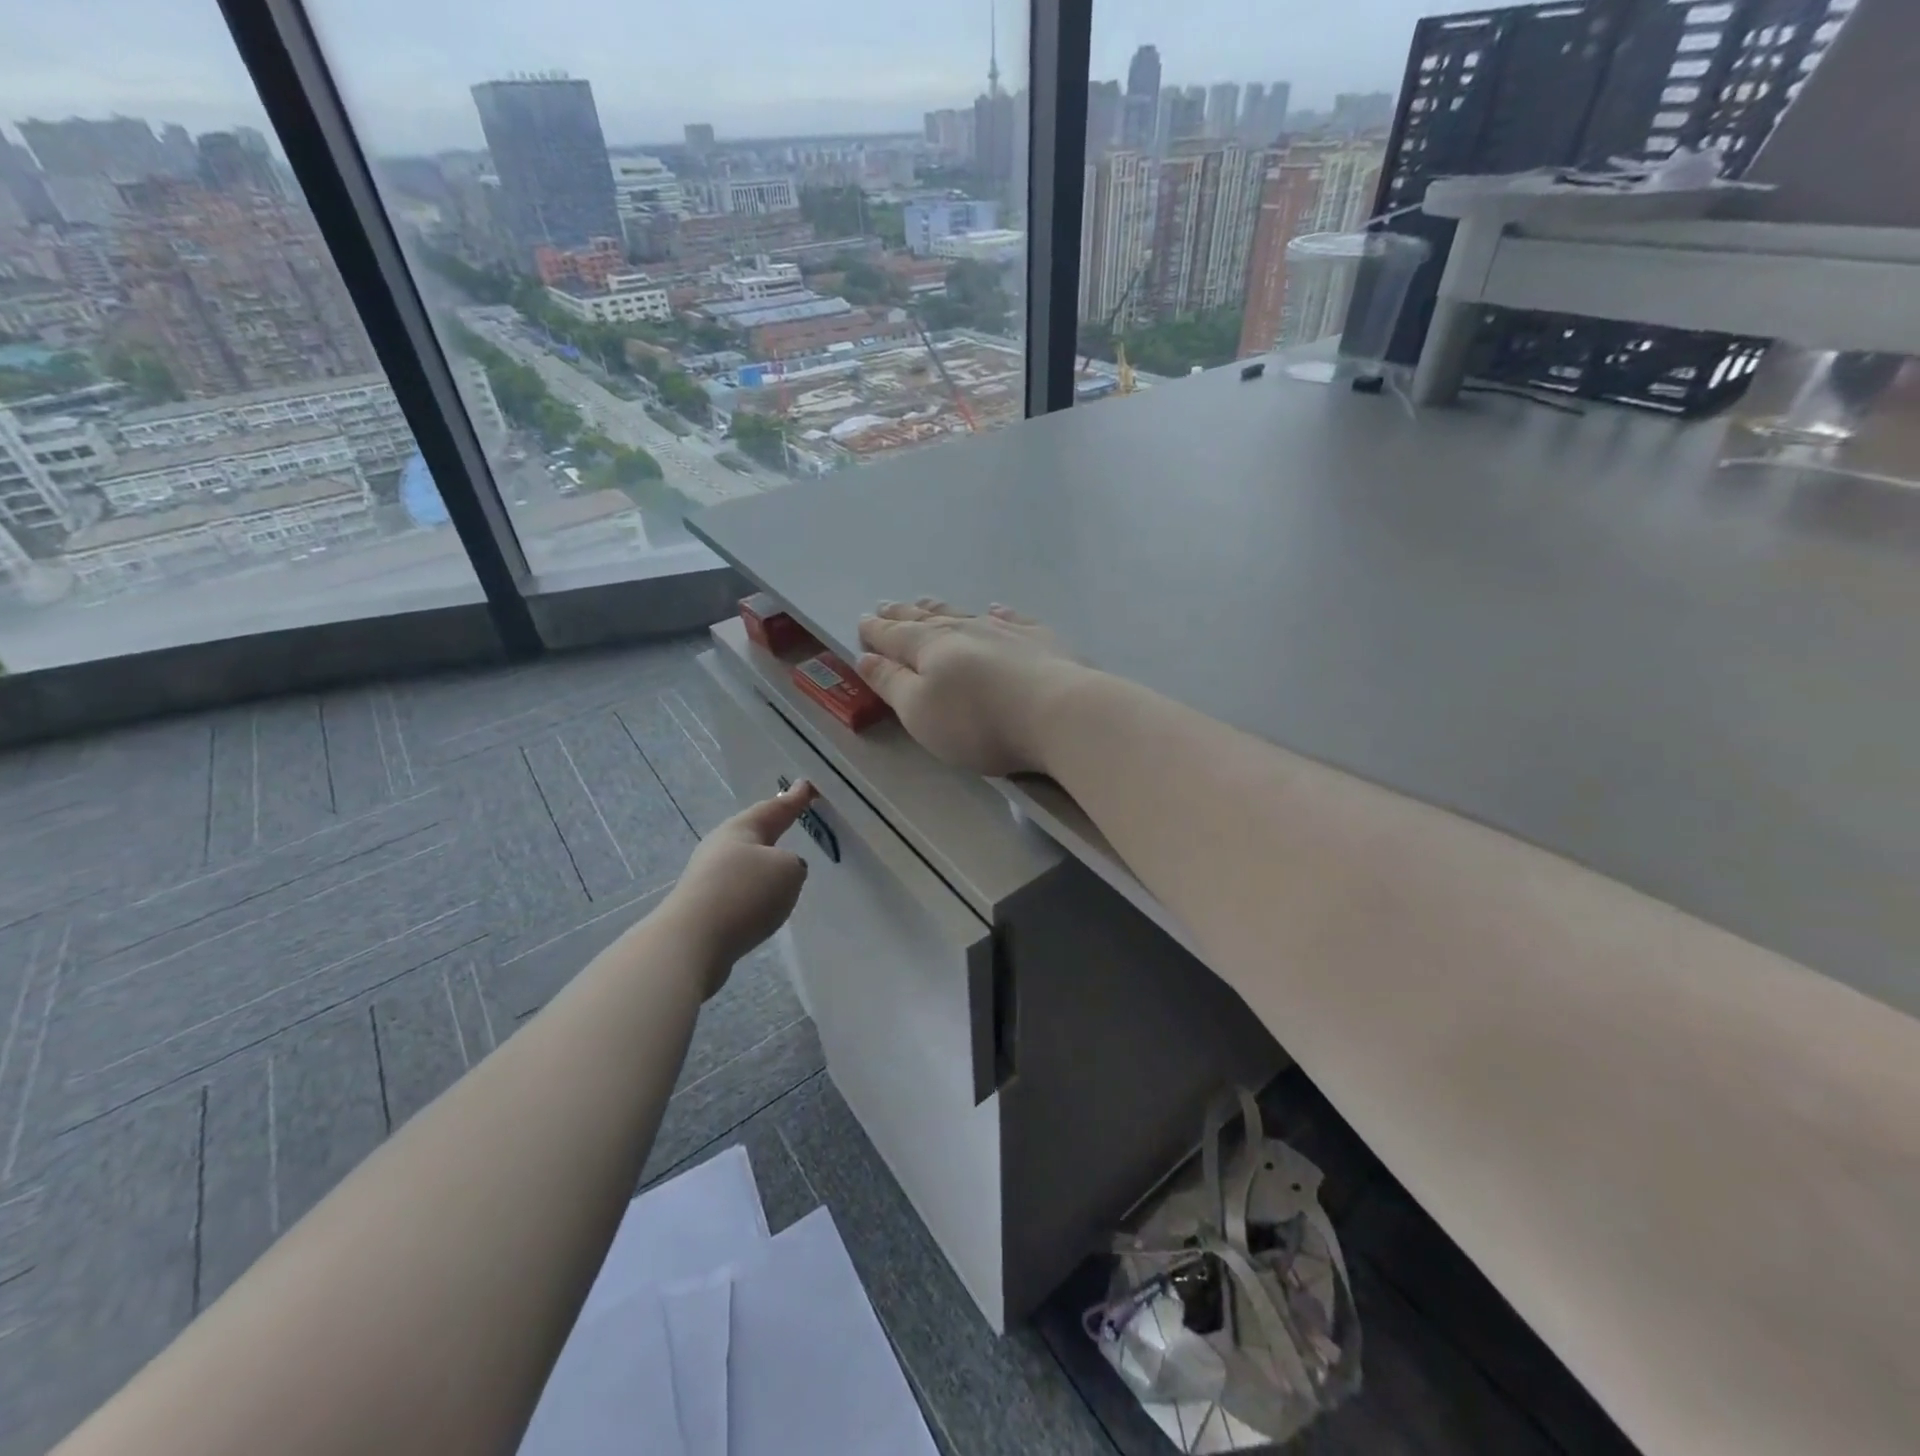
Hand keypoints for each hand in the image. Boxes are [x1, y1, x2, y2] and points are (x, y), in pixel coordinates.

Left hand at [661, 782, 815, 994]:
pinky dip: (754, 890)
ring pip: (745, 862)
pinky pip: (739, 889)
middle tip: (791, 819)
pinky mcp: (704, 907)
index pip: (775, 808)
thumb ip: (794, 864)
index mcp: (741, 828)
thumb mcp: (788, 870)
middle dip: (772, 827)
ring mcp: (708, 878)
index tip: (806, 785)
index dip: (794, 798)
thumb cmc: (744, 893)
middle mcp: (721, 847)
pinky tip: (764, 902)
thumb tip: (782, 871)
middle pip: (754, 833)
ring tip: (782, 866)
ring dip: (763, 862)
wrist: (690, 943)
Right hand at [855, 600, 1089, 776]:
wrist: (1058, 713)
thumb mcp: (919, 712)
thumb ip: (891, 683)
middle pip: (927, 619)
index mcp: (929, 648)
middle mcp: (965, 630)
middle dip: (903, 614)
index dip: (876, 631)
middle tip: (886, 605)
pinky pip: (1011, 618)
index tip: (862, 621)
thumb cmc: (978, 722)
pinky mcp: (1041, 640)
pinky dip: (998, 613)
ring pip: (965, 614)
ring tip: (926, 602)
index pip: (894, 635)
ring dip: (941, 609)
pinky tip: (995, 609)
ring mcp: (1005, 631)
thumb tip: (865, 657)